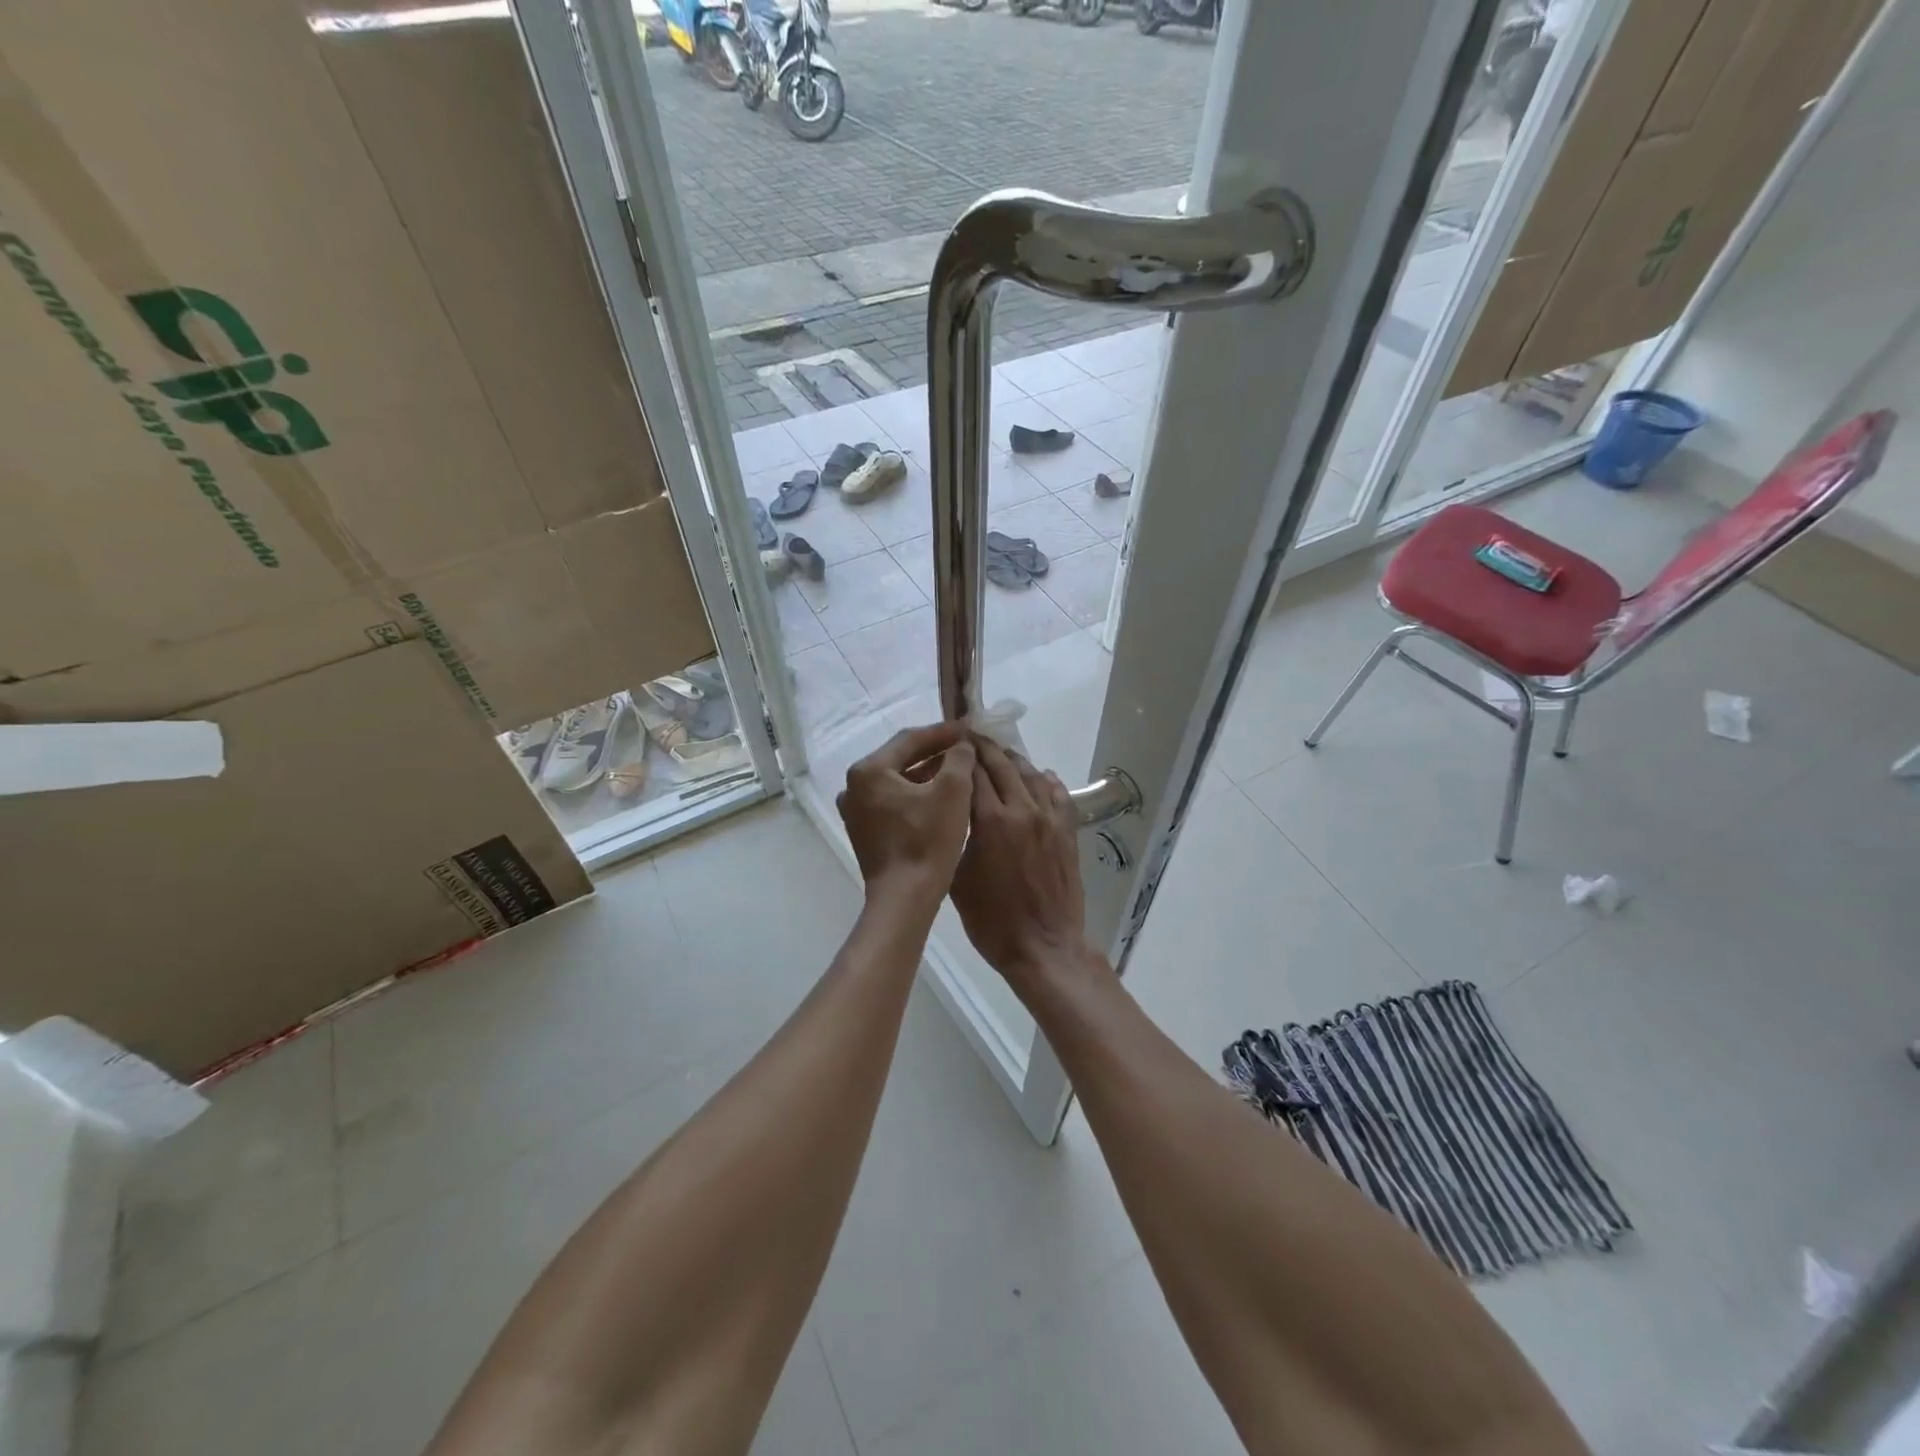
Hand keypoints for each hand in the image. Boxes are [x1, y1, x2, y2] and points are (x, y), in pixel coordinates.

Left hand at [836, 722, 976, 907]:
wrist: (905, 898)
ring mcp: (856, 811)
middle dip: (935, 752)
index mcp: (869, 770)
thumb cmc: (928, 841)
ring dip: (927, 774)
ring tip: (958, 770)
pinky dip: (916, 795)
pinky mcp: (864, 831)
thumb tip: (962, 744)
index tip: (969, 728)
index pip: (910, 739)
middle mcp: (854, 786)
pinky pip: (893, 802)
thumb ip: (959, 758)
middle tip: (965, 747)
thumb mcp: (953, 792)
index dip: (943, 732)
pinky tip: (940, 797)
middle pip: (900, 758)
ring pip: (897, 781)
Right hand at [950, 738, 1095, 997]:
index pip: (973, 773)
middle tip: (972, 738)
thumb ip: (957, 838)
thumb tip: (954, 813)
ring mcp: (1049, 819)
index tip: (951, 744)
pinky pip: (1058, 795)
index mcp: (990, 820)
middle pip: (1002, 765)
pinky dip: (1046, 780)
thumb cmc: (991, 920)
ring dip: (1013, 760)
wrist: (1044, 946)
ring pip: (1031, 775)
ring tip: (1000, 754)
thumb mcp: (958, 878)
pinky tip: (1040, 776)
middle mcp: (1021, 809)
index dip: (961, 755)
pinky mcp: (1067, 832)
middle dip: (985, 748)